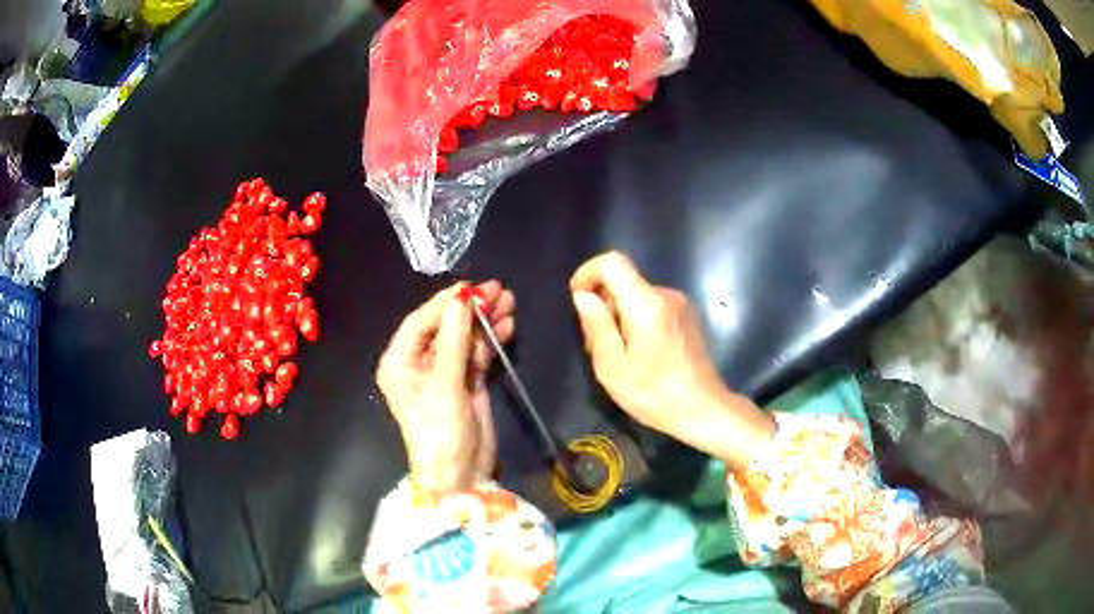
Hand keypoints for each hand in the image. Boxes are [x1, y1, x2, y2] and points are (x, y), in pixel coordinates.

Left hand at [376, 281, 515, 493]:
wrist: (460, 475)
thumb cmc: (440, 431)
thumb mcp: (445, 385)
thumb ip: (454, 341)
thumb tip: (461, 302)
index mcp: (400, 362)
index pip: (420, 322)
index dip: (444, 303)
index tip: (471, 286)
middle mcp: (419, 364)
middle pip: (445, 327)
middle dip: (470, 309)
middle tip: (498, 290)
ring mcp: (445, 373)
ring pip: (464, 338)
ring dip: (485, 322)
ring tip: (510, 302)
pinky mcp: (466, 383)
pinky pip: (478, 354)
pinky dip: (492, 341)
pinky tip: (508, 325)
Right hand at [570, 252, 773, 468]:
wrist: (703, 410)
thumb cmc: (654, 394)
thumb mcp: (613, 367)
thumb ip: (597, 326)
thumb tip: (583, 296)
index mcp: (646, 304)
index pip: (613, 262)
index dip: (589, 273)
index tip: (578, 300)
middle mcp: (666, 295)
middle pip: (624, 281)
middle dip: (602, 303)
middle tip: (594, 344)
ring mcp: (680, 305)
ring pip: (637, 295)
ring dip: (619, 315)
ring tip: (617, 355)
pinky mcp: (687, 316)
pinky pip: (652, 306)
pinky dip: (636, 320)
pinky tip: (639, 354)